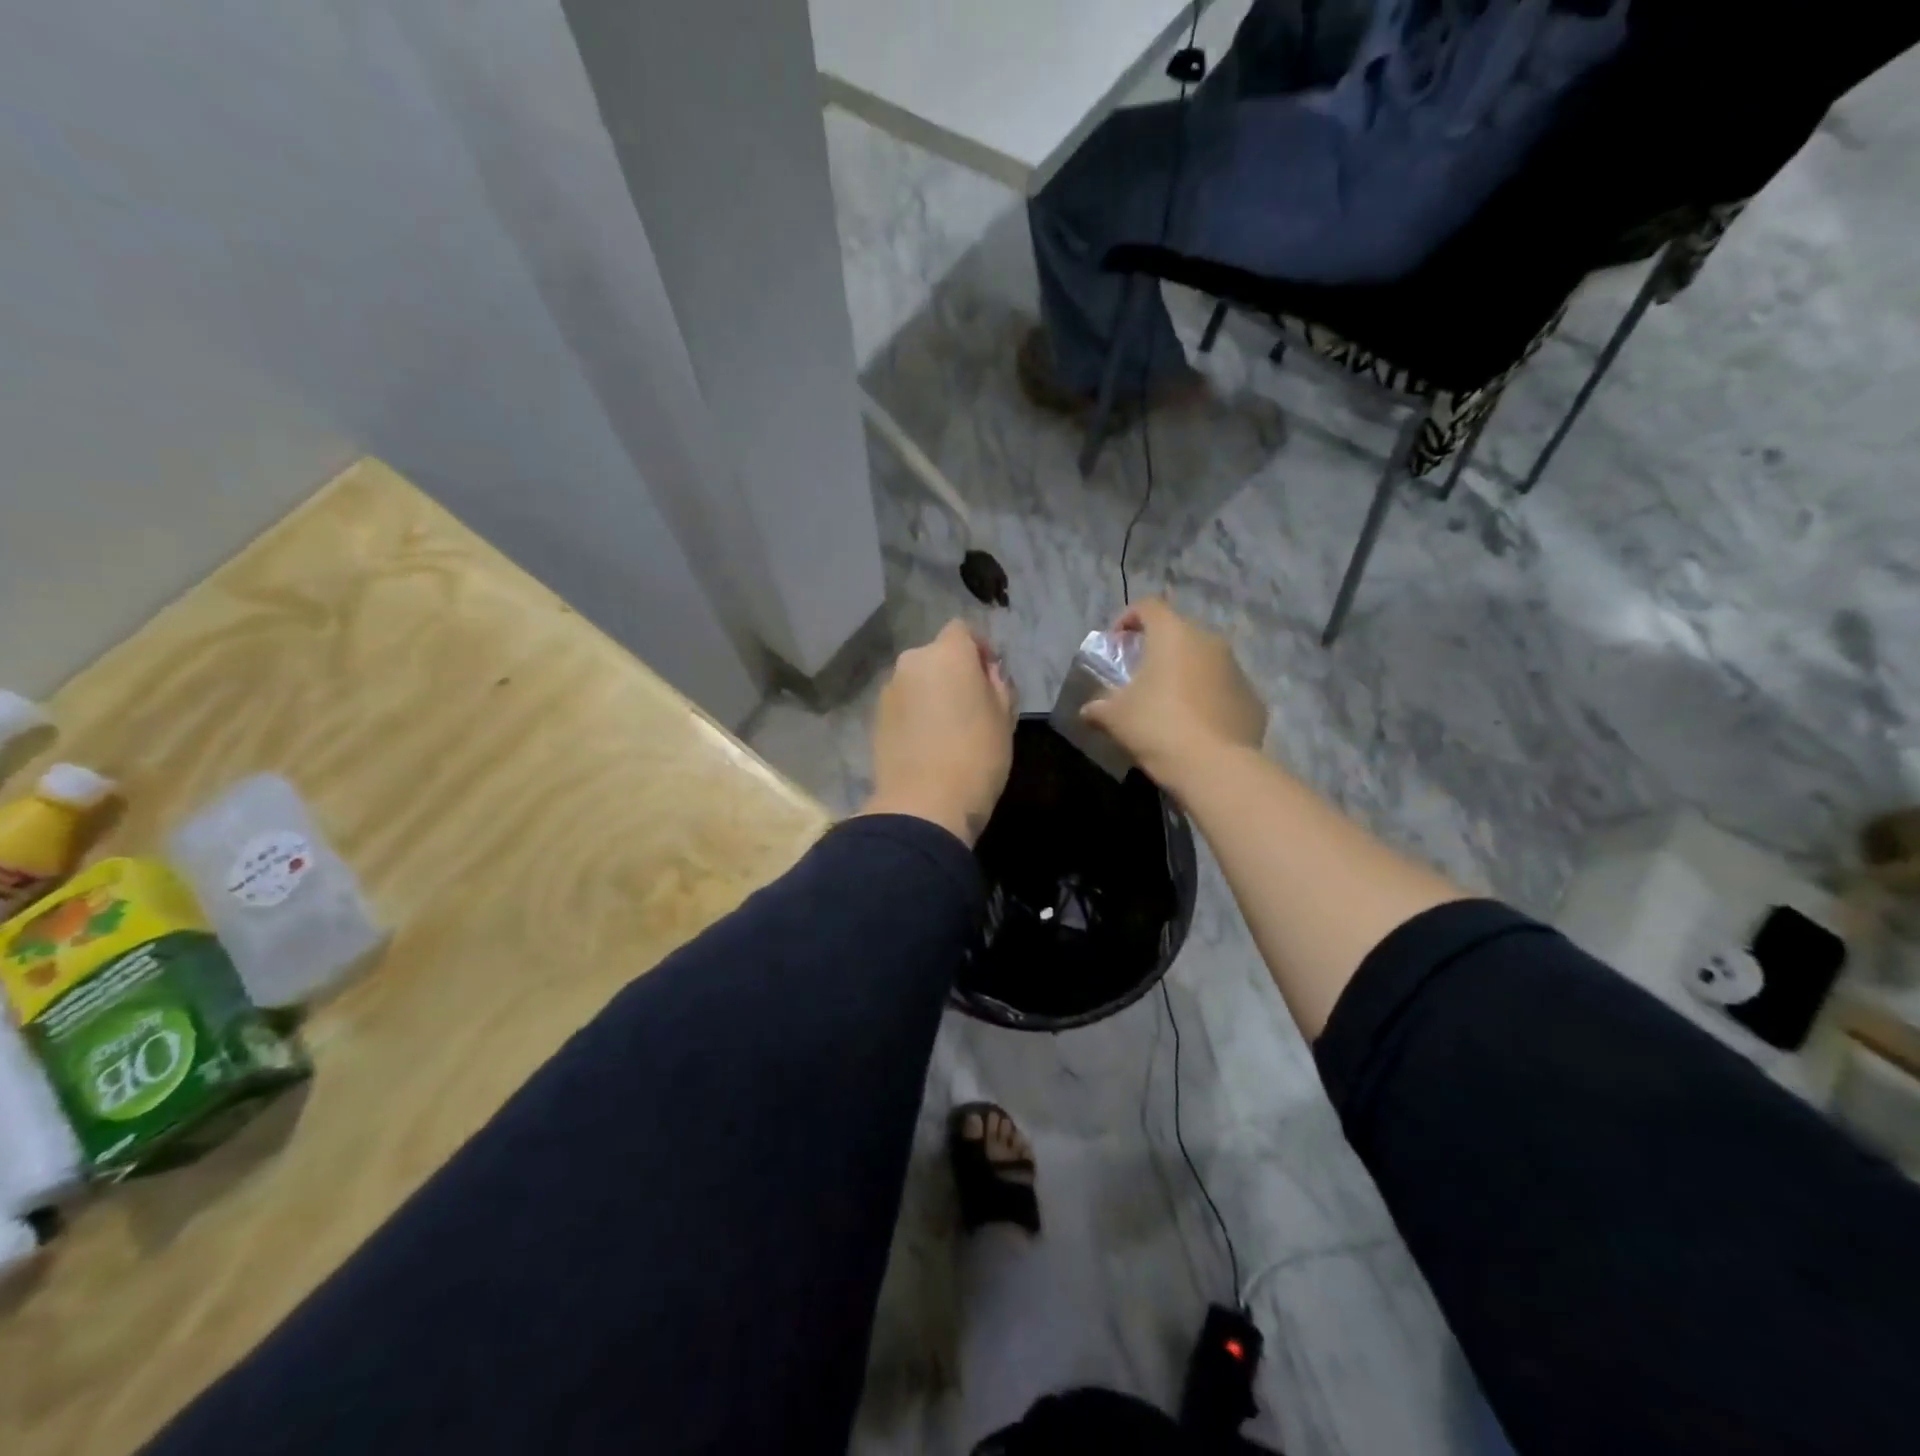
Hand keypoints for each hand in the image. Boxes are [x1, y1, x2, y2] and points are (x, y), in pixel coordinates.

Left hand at [861, 621, 1016, 846]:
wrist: (924, 805)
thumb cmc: (977, 757)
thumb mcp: (1004, 718)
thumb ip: (997, 684)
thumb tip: (985, 672)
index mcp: (947, 654)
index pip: (962, 630)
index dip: (978, 649)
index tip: (990, 677)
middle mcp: (912, 663)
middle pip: (937, 655)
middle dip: (954, 672)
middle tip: (972, 705)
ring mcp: (889, 691)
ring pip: (917, 681)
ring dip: (932, 693)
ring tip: (948, 728)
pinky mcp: (876, 719)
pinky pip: (903, 705)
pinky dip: (915, 714)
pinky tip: (928, 743)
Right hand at [1080, 598, 1265, 789]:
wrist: (1216, 767)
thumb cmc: (1158, 727)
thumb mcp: (1115, 718)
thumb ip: (1098, 707)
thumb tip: (1088, 710)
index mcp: (1173, 635)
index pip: (1148, 606)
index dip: (1128, 618)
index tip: (1117, 643)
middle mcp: (1209, 641)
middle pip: (1179, 633)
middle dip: (1158, 650)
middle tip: (1141, 677)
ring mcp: (1236, 669)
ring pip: (1204, 661)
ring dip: (1185, 674)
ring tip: (1169, 704)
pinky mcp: (1252, 698)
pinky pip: (1223, 689)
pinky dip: (1208, 698)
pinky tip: (1195, 726)